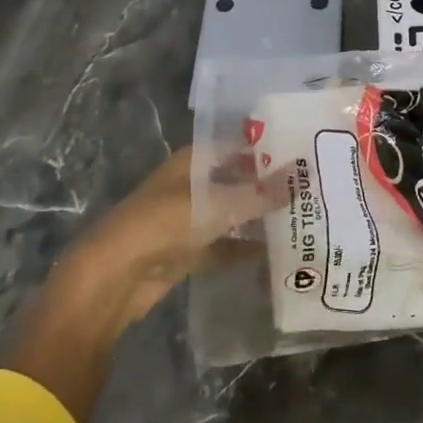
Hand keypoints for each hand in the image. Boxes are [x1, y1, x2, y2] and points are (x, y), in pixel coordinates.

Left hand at [6, 147, 281, 422]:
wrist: (113, 277)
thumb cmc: (163, 224)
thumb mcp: (216, 205)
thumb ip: (257, 195)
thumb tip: (297, 181)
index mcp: (193, 162)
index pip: (237, 145)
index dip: (266, 148)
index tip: (302, 153)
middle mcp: (192, 185)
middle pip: (236, 179)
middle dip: (267, 185)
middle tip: (308, 189)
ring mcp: (188, 219)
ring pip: (232, 213)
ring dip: (258, 217)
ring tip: (299, 219)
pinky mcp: (187, 251)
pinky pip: (223, 245)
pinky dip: (243, 248)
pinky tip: (273, 253)